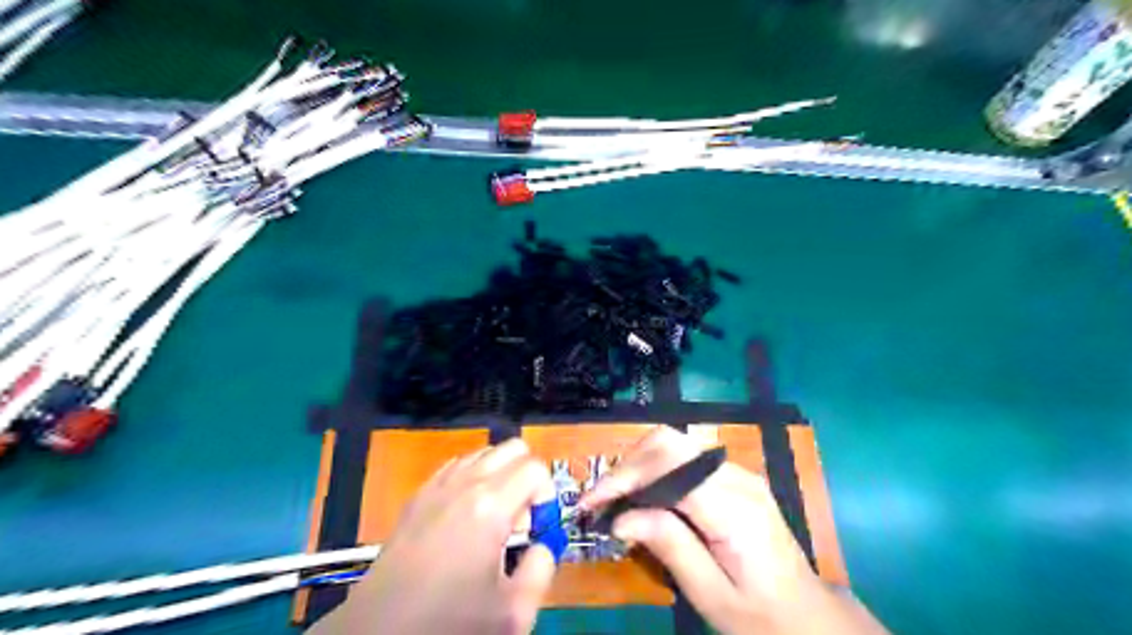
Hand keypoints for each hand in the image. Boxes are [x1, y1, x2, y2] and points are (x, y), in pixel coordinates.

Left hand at [312, 440, 556, 633]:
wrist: (379, 632)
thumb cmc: (448, 622)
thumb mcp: (512, 612)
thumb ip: (542, 567)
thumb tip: (543, 544)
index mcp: (490, 506)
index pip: (535, 468)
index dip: (547, 495)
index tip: (537, 528)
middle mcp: (464, 483)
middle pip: (512, 448)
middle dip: (527, 476)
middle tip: (519, 519)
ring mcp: (436, 485)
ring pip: (484, 453)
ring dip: (500, 475)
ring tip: (493, 519)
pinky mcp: (417, 496)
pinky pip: (456, 466)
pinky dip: (472, 478)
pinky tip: (465, 516)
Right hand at [578, 426, 888, 634]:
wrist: (809, 615)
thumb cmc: (761, 615)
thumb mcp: (711, 595)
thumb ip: (669, 547)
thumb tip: (620, 519)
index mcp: (733, 508)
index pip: (668, 468)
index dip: (624, 477)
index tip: (591, 501)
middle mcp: (736, 477)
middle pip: (669, 442)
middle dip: (627, 464)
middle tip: (601, 499)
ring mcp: (738, 472)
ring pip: (675, 443)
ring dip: (639, 463)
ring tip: (616, 496)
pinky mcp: (734, 477)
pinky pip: (686, 457)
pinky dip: (656, 468)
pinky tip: (643, 494)